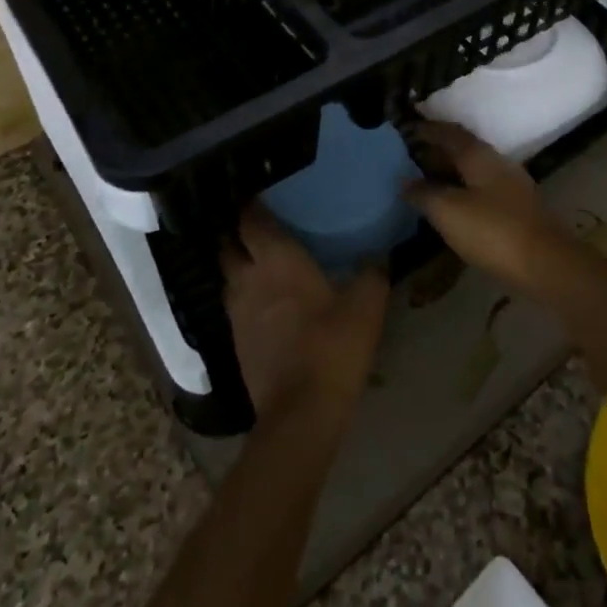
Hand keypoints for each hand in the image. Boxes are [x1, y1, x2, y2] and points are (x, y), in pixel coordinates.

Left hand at [222, 204, 388, 425]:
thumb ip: (372, 273)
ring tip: (258, 261)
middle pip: (229, 245)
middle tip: (257, 226)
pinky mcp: (236, 342)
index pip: (251, 220)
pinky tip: (263, 302)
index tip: (260, 194)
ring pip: (228, 276)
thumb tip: (378, 256)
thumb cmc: (333, 345)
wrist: (301, 412)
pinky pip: (234, 306)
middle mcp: (249, 278)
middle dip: (237, 233)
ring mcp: (237, 312)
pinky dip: (244, 296)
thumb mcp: (366, 305)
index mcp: (277, 259)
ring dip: (238, 265)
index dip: (251, 205)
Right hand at [402, 121, 586, 300]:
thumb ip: (424, 193)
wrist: (546, 264)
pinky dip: (460, 191)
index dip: (426, 129)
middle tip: (407, 158)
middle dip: (435, 151)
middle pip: (462, 149)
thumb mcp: (448, 211)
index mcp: (479, 155)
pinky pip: (480, 190)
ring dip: (448, 173)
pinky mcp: (516, 209)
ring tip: (422, 183)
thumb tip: (405, 180)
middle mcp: (496, 162)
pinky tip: (449, 207)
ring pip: (471, 171)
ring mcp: (510, 186)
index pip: (448, 132)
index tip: (404, 130)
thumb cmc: (493, 231)